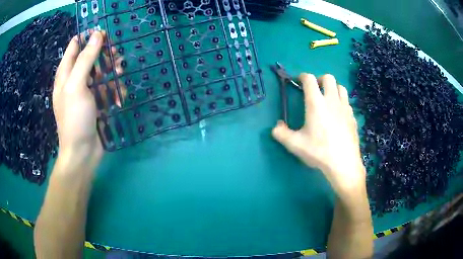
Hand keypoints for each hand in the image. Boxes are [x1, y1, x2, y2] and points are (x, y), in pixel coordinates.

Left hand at [53, 31, 121, 167]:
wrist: (82, 153)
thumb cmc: (75, 118)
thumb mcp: (76, 85)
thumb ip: (85, 58)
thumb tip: (97, 34)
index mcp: (65, 73)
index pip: (75, 45)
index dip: (89, 37)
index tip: (104, 35)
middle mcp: (74, 79)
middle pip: (90, 57)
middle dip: (104, 54)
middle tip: (116, 55)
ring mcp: (86, 91)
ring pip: (101, 71)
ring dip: (112, 71)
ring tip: (120, 74)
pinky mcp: (96, 102)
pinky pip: (106, 89)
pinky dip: (114, 90)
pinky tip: (119, 97)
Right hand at [272, 74, 364, 195]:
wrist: (343, 163)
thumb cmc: (319, 151)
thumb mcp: (295, 144)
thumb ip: (281, 133)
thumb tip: (276, 127)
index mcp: (316, 103)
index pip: (309, 79)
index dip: (302, 77)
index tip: (298, 81)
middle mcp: (332, 100)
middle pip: (328, 78)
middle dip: (320, 79)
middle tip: (315, 90)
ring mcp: (345, 108)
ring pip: (340, 87)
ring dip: (332, 88)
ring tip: (327, 99)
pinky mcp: (353, 117)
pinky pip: (347, 102)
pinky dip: (341, 102)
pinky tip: (338, 114)